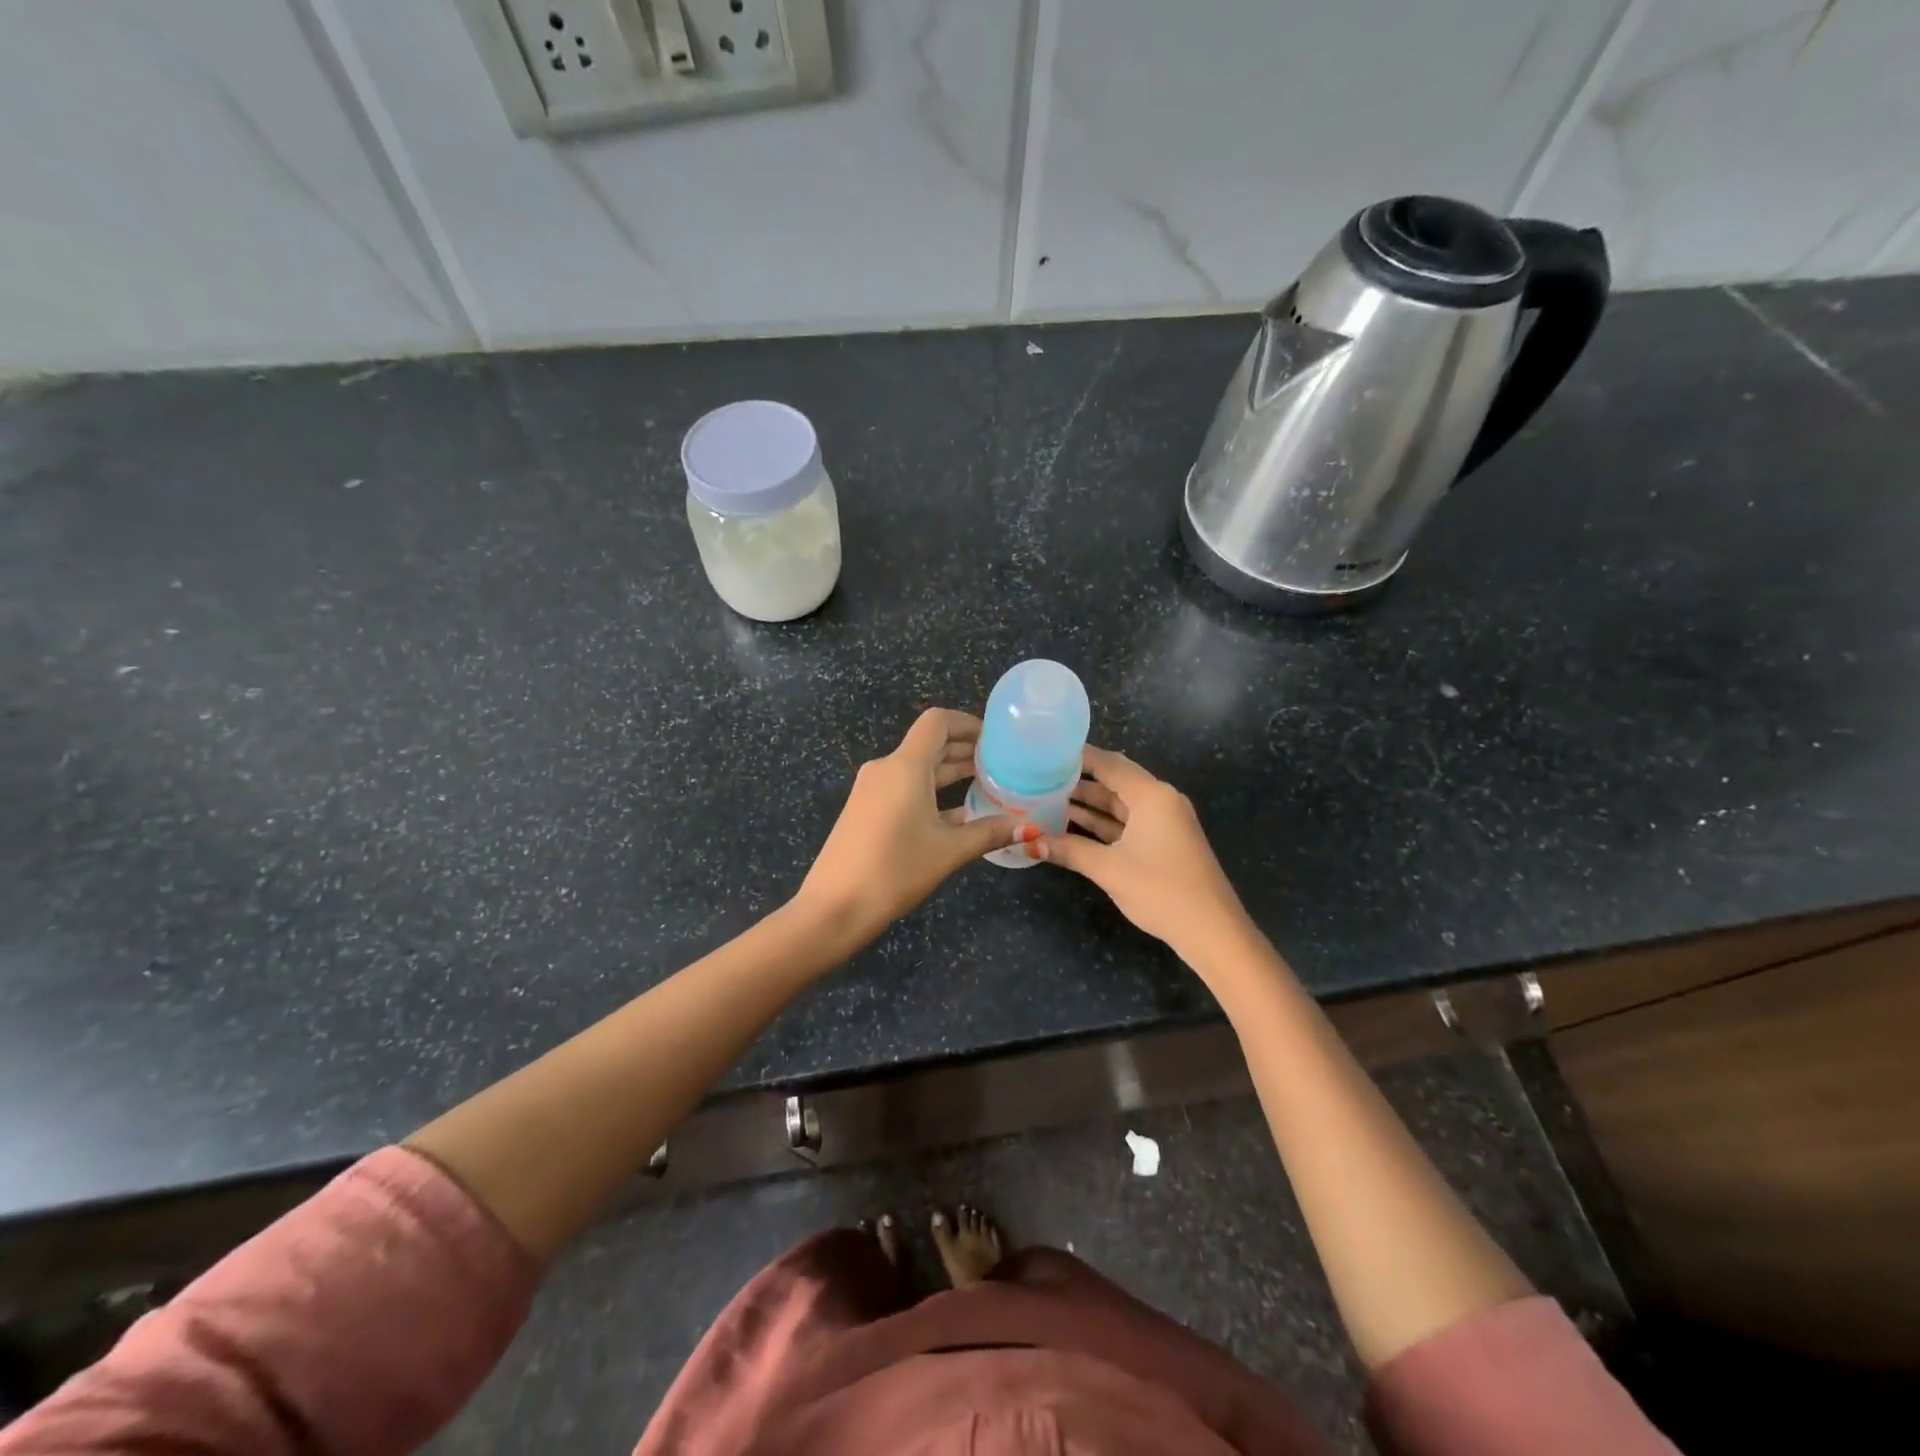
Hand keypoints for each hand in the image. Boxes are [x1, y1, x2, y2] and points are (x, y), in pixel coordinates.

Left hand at [798, 708, 1030, 940]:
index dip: (968, 723)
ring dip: (950, 773)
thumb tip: (1028, 828)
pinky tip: (959, 814)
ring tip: (987, 785)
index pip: (937, 722)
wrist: (833, 907)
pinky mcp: (866, 810)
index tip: (995, 740)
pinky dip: (932, 793)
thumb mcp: (948, 851)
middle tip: (1001, 764)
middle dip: (964, 749)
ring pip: (918, 769)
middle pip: (930, 744)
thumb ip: (989, 833)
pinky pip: (905, 789)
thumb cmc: (894, 870)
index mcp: (905, 766)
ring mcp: (873, 790)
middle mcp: (886, 769)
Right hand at [1040, 746, 1250, 958]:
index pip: (1109, 764)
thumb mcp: (1109, 868)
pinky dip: (1102, 824)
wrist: (1211, 931)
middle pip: (1114, 782)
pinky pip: (1127, 824)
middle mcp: (1160, 801)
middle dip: (1078, 781)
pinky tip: (1072, 826)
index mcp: (1152, 796)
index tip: (1047, 752)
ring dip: (1088, 805)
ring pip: (1119, 805)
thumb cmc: (1161, 890)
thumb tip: (1029, 843)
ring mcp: (1164, 823)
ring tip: (1047, 800)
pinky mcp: (1163, 843)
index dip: (1078, 757)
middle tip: (1040, 777)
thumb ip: (1069, 850)